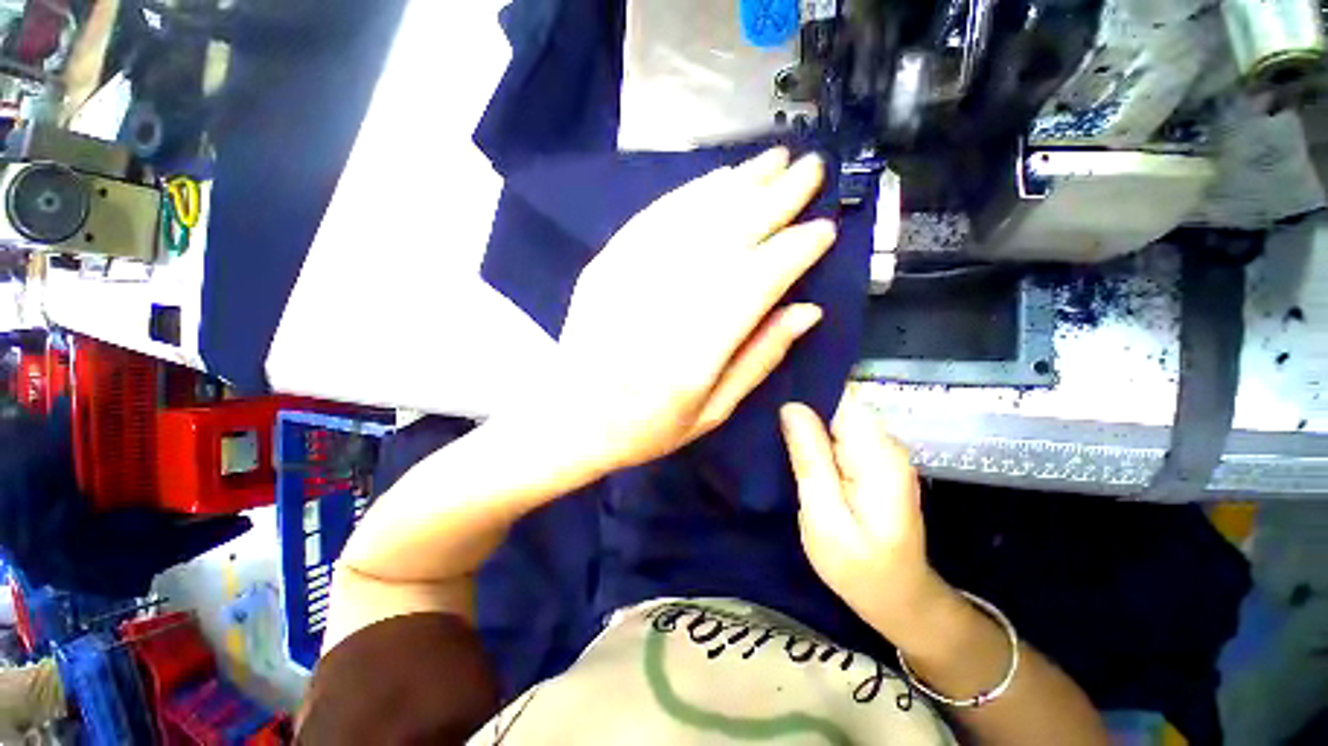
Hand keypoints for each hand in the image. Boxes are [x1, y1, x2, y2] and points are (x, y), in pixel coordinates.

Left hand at [548, 148, 837, 473]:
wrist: (571, 418)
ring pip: (695, 216)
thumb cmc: (646, 427)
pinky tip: (718, 179)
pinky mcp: (607, 264)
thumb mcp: (712, 412)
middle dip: (776, 198)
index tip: (825, 229)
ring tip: (774, 160)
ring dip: (739, 184)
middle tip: (811, 169)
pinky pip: (655, 217)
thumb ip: (759, 358)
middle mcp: (665, 303)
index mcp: (696, 351)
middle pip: (729, 236)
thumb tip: (807, 311)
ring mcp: (629, 276)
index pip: (757, 282)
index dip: (794, 251)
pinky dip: (691, 193)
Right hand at [780, 393, 944, 638]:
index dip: (806, 391)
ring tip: (774, 429)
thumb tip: (791, 407)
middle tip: (766, 419)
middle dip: (803, 406)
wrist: (898, 597)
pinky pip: (842, 432)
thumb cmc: (857, 567)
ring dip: (807, 421)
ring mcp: (884, 451)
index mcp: (877, 455)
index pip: (841, 398)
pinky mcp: (875, 460)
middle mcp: (887, 444)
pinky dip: (818, 434)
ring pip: (839, 416)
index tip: (772, 393)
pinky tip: (796, 445)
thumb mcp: (823, 516)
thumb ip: (810, 459)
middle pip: (840, 404)